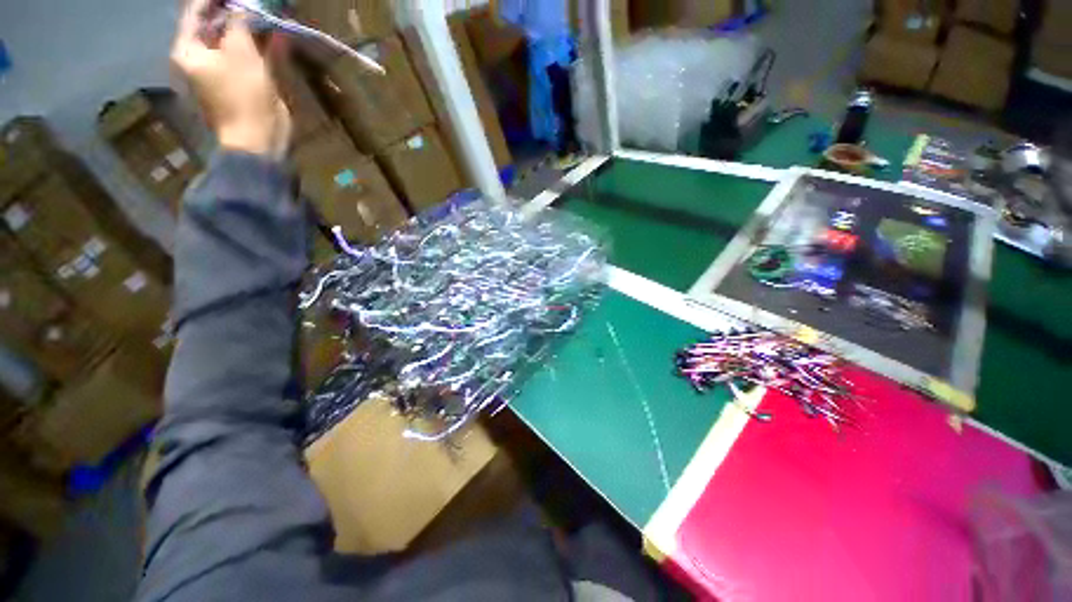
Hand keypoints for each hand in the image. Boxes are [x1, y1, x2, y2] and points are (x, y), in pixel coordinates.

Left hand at [171, 0, 290, 156]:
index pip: (195, 12)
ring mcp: (223, 70)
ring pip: (235, 38)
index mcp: (189, 50)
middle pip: (214, 24)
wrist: (258, 139)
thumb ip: (239, 22)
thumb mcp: (239, 51)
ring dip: (251, 26)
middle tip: (253, 2)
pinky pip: (251, 54)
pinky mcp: (243, 81)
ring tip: (265, 12)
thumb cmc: (242, 95)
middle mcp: (201, 57)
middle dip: (235, 10)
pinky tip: (276, 35)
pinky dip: (262, 44)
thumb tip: (243, 6)